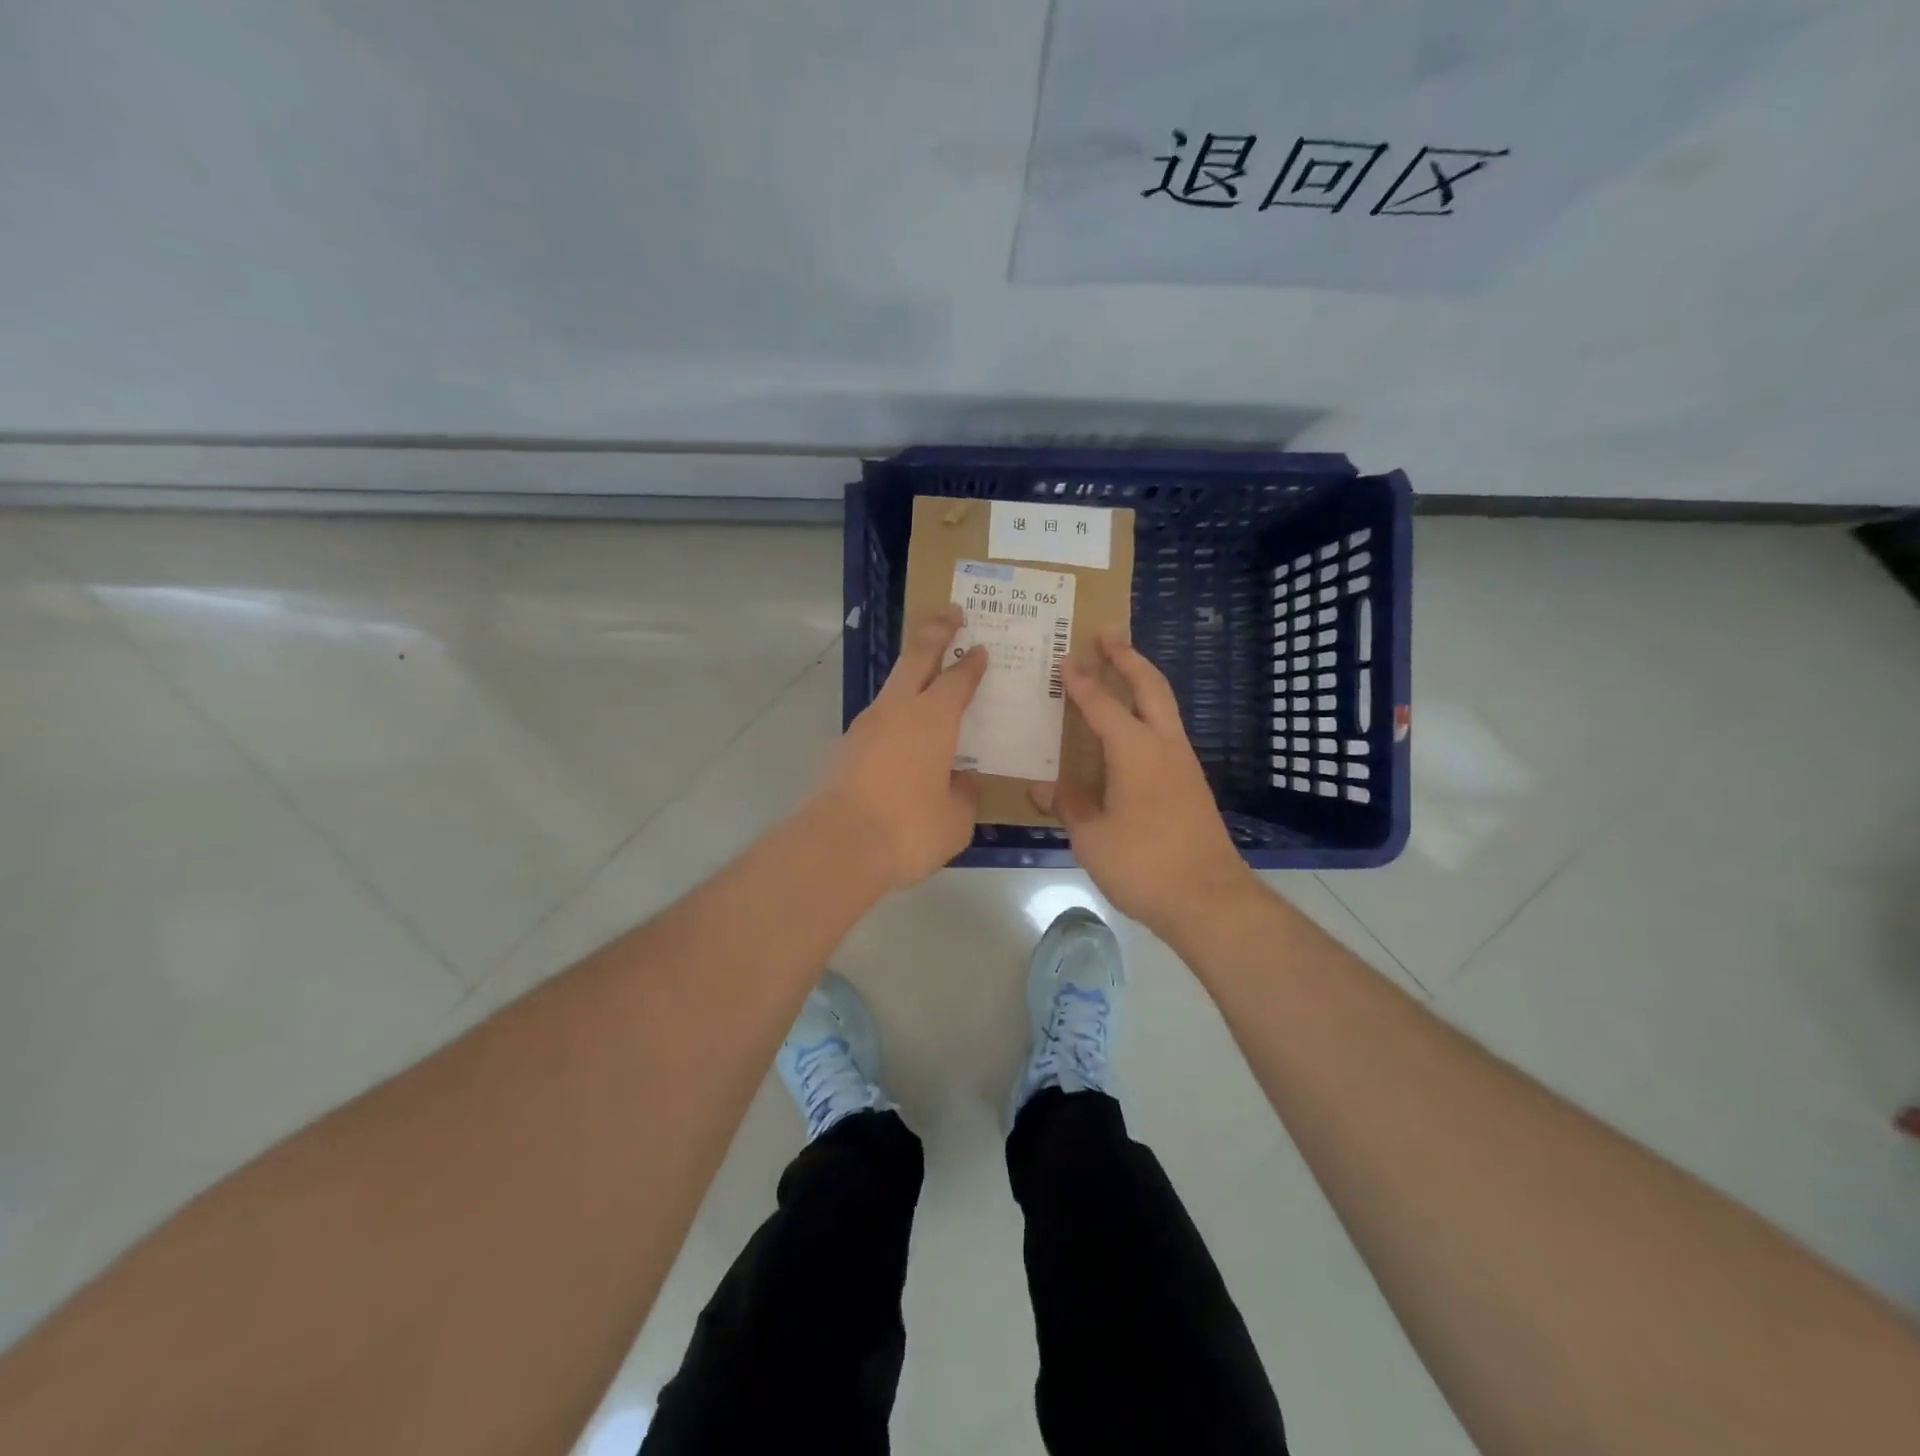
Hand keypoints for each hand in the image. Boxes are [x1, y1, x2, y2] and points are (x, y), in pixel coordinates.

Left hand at [819, 606, 986, 889]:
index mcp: (933, 719)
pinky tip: (902, 740)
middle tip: (951, 613)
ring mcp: (865, 726)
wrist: (838, 846)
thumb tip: (959, 781)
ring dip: (910, 675)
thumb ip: (963, 794)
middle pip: (917, 656)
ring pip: (892, 687)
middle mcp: (897, 711)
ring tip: (927, 681)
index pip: (958, 679)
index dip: (971, 663)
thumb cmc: (908, 829)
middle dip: (936, 630)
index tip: (980, 648)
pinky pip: (877, 721)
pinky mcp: (844, 748)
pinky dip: (894, 718)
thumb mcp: (956, 819)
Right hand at [1038, 632, 1254, 934]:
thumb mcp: (1092, 838)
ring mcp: (1184, 764)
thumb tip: (1044, 788)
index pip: (1102, 705)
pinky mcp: (1191, 784)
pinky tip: (1132, 733)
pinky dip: (1148, 715)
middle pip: (1150, 687)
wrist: (1208, 899)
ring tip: (1120, 672)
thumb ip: (1069, 806)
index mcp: (1135, 751)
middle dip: (1128, 658)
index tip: (1066, 658)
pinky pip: (1166, 733)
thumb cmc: (1143, 865)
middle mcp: (1164, 746)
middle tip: (1107, 635)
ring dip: (1143, 683)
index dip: (1082, 682)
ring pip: (1164, 707)